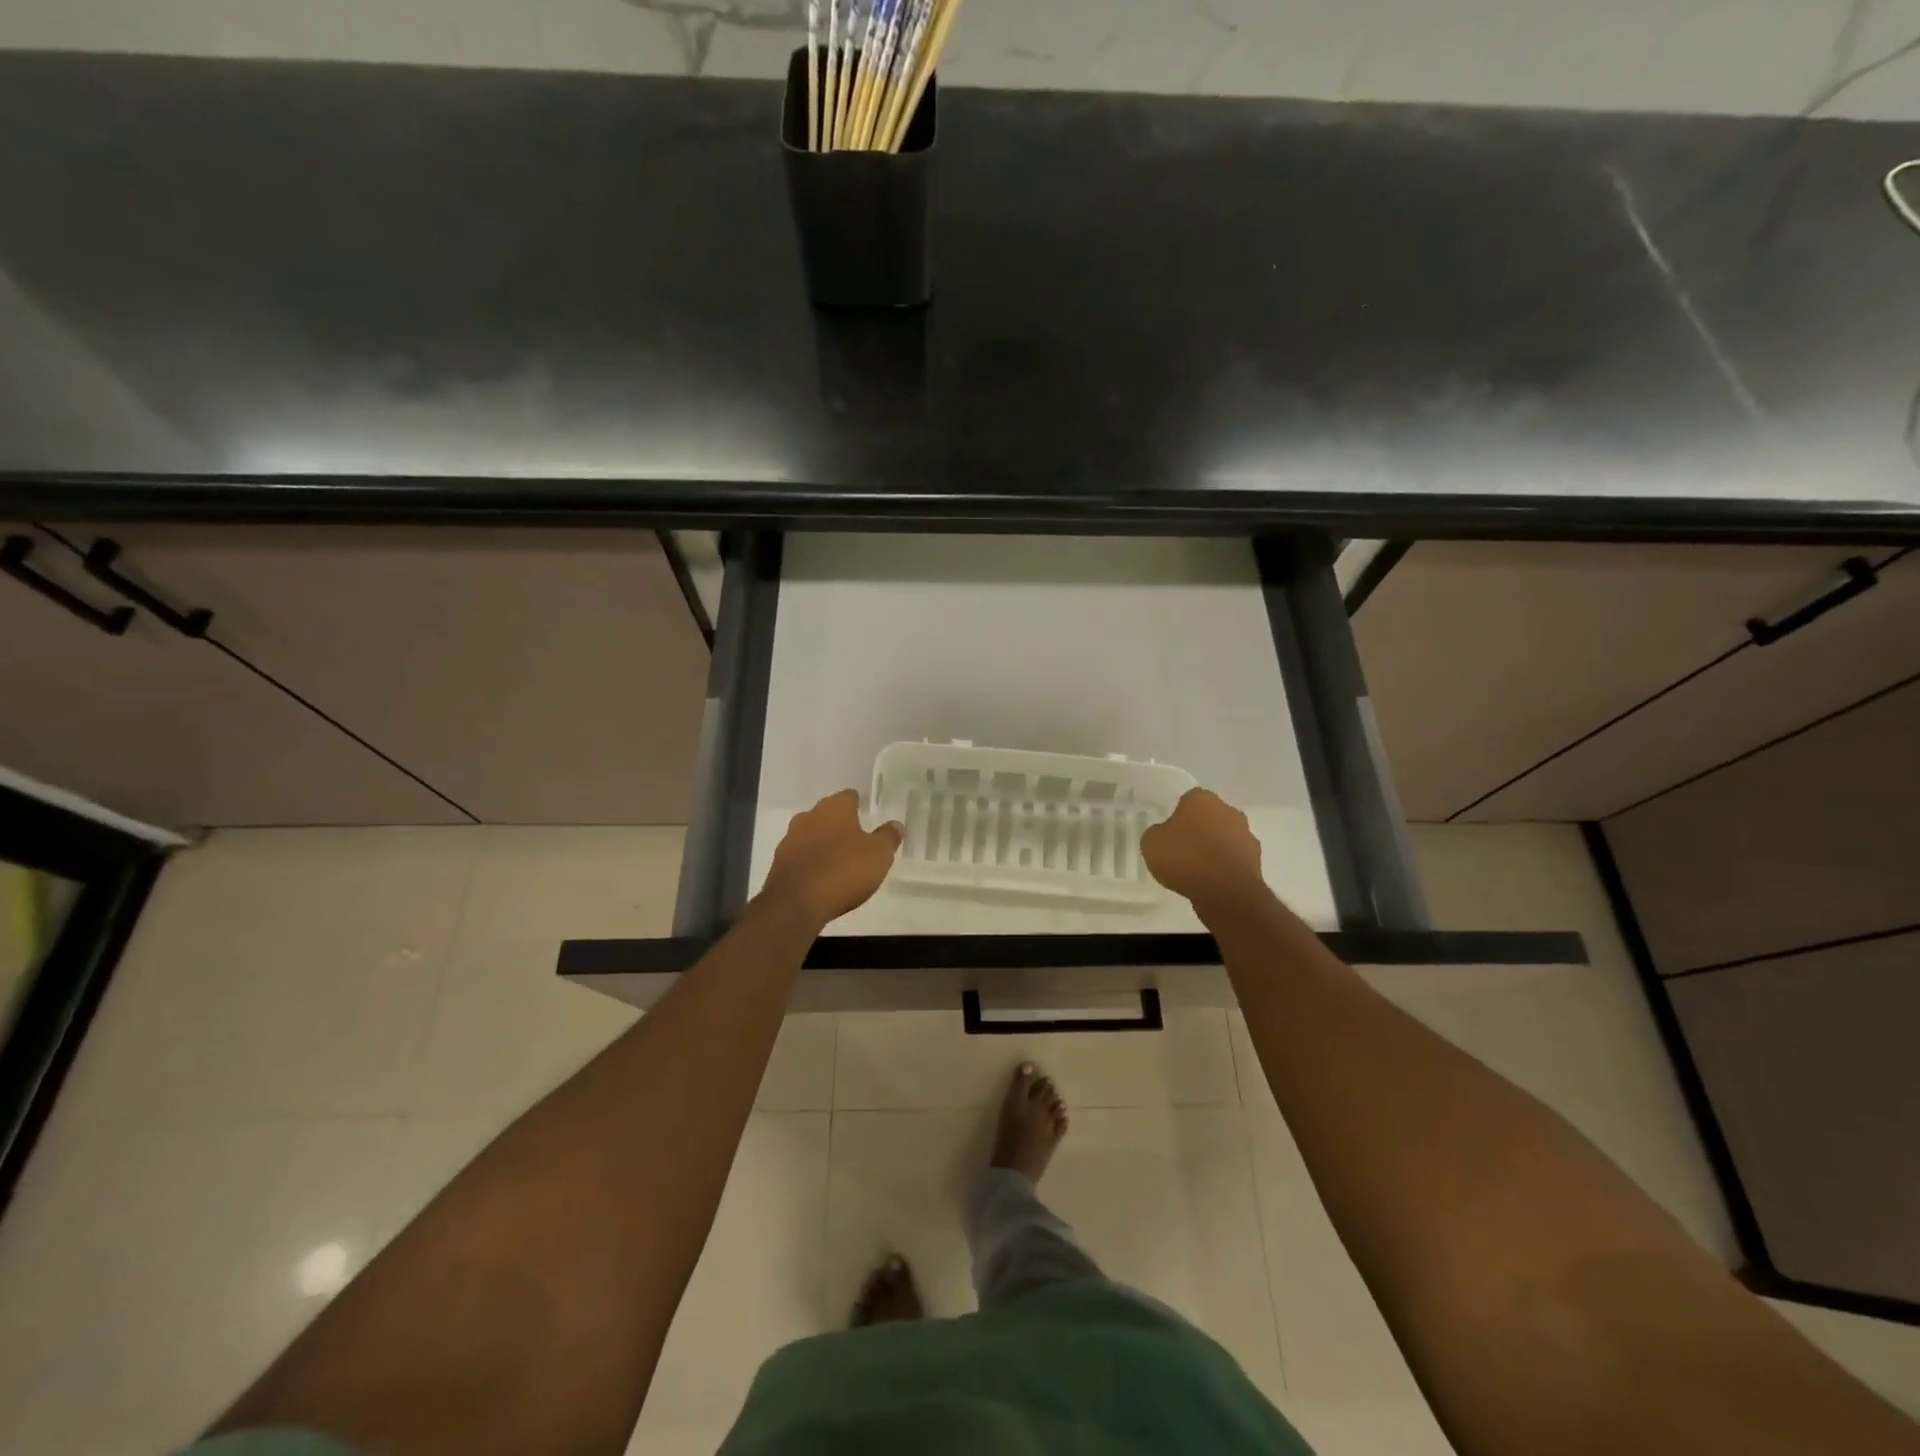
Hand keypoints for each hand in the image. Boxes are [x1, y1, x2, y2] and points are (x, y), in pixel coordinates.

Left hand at [759, 789, 902, 928]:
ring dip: (825, 844)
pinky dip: (812, 862)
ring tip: (841, 863)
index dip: (861, 805)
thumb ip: (888, 837)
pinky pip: (801, 857)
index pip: (850, 796)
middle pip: (829, 815)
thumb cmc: (843, 871)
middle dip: (842, 826)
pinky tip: (822, 878)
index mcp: (834, 808)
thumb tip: (896, 824)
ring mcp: (790, 839)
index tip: (870, 817)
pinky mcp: (779, 863)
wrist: (796, 903)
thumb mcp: (878, 855)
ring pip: (813, 835)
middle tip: (859, 841)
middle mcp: (809, 816)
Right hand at [1140, 788, 1265, 913]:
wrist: (1226, 892)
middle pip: (1209, 817)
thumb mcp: (1151, 843)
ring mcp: (1246, 835)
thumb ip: (1157, 833)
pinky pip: (1233, 859)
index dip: (1177, 815)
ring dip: (1214, 848)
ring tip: (1196, 869)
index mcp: (1202, 799)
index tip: (1168, 832)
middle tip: (1181, 849)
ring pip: (1224, 837)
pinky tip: (1211, 881)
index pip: (1187, 799)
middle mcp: (1228, 810)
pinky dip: (1224, 866)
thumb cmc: (1186, 858)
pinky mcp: (1256, 860)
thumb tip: (1165, 834)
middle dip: (1198, 829)